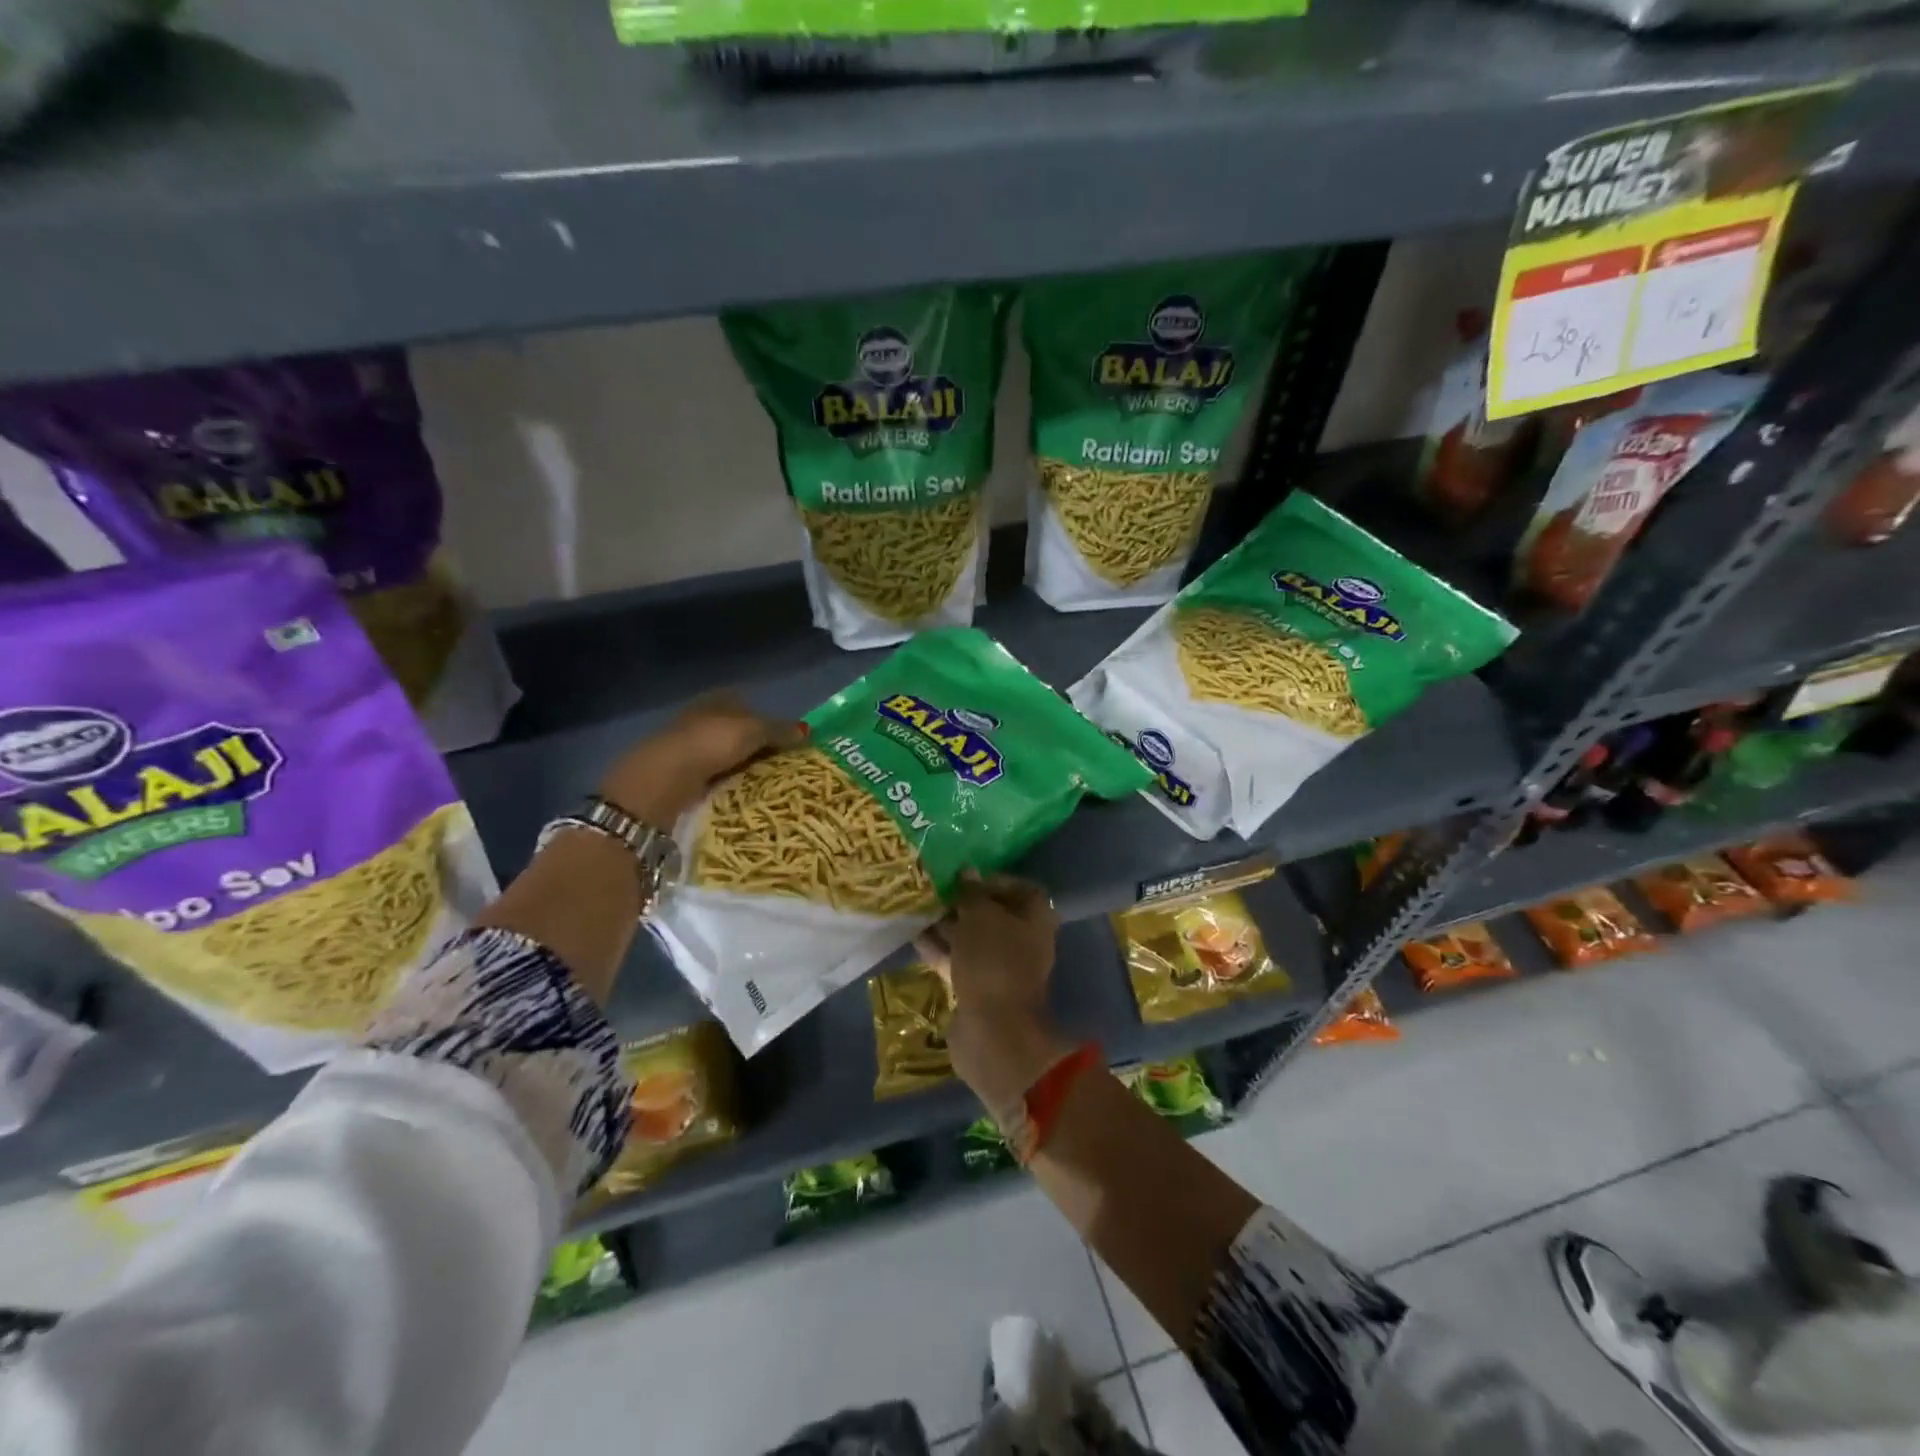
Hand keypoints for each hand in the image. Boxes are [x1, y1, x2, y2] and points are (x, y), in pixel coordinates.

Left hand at [598, 693, 807, 828]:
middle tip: (782, 768)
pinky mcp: (679, 776)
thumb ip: (780, 730)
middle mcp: (700, 718)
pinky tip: (740, 797)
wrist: (661, 782)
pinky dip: (726, 785)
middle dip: (756, 748)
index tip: (788, 744)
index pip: (748, 706)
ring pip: (724, 756)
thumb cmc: (709, 744)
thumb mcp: (753, 731)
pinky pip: (713, 778)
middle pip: (736, 732)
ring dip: (741, 769)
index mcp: (717, 700)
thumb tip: (807, 731)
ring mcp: (687, 748)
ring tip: (766, 788)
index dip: (768, 722)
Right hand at [916, 873, 1069, 1114]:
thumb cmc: (993, 961)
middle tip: (935, 892)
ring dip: (949, 926)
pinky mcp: (980, 989)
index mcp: (1036, 919)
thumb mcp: (980, 916)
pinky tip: (915, 937)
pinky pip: (960, 962)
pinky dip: (941, 950)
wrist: (993, 1031)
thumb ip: (972, 892)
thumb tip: (967, 872)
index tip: (965, 878)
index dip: (994, 880)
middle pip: (994, 914)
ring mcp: (1002, 968)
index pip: (1021, 888)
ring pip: (974, 939)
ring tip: (919, 910)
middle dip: (964, 903)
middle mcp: (1024, 941)